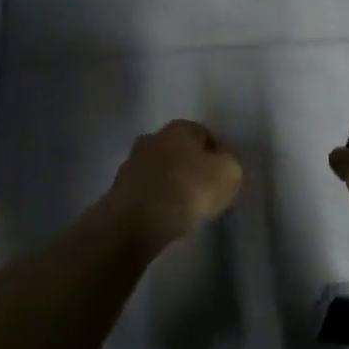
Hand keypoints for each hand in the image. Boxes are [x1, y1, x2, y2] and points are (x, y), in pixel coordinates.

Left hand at [103, 120, 242, 248]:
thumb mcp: (228, 173)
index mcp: (180, 127)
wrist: (136, 221)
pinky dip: (156, 199)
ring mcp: (132, 161)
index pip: (206, 135)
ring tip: (184, 208)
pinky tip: (164, 216)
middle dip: (191, 166)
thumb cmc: (187, 190)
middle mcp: (154, 136)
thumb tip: (221, 162)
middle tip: (204, 192)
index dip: (218, 156)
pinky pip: (146, 189)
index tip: (223, 179)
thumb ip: (230, 162)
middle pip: (181, 150)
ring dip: (171, 182)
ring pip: (161, 169)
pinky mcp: (118, 186)